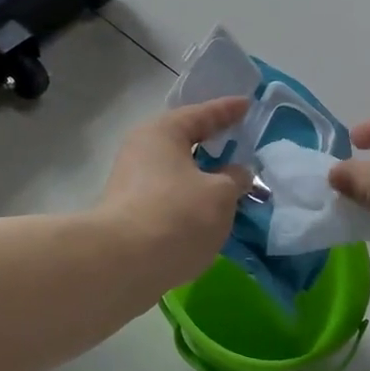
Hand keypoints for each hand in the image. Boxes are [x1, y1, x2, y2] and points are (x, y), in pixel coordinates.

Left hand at [95, 98, 252, 300]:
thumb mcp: (220, 195)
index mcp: (162, 133)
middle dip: (212, 144)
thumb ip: (234, 179)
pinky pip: (168, 195)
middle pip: (183, 141)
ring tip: (230, 182)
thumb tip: (238, 173)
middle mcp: (141, 151)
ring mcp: (131, 183)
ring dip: (201, 176)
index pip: (201, 114)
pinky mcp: (129, 214)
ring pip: (175, 171)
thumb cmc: (177, 216)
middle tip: (239, 140)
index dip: (227, 110)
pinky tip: (208, 211)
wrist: (122, 265)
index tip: (247, 104)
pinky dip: (189, 198)